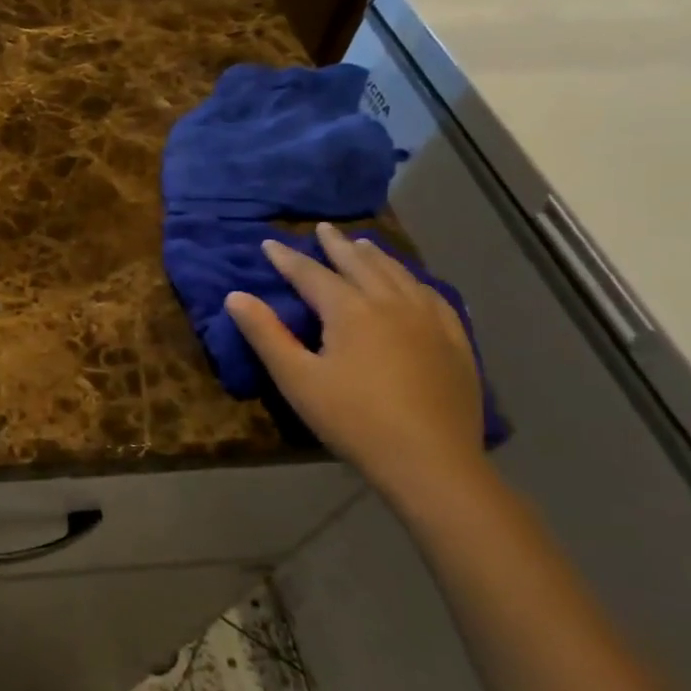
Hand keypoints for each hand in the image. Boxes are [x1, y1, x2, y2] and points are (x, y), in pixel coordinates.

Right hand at [225, 222, 483, 497]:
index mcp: (350, 310)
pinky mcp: (455, 343)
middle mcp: (391, 304)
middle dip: (336, 246)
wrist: (431, 462)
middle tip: (322, 228)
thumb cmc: (354, 420)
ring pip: (399, 275)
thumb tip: (235, 296)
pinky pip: (435, 298)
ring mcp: (430, 321)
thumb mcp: (297, 379)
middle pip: (360, 265)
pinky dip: (416, 282)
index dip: (287, 258)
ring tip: (364, 245)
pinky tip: (415, 285)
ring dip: (377, 257)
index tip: (269, 243)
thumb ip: (265, 334)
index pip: (311, 274)